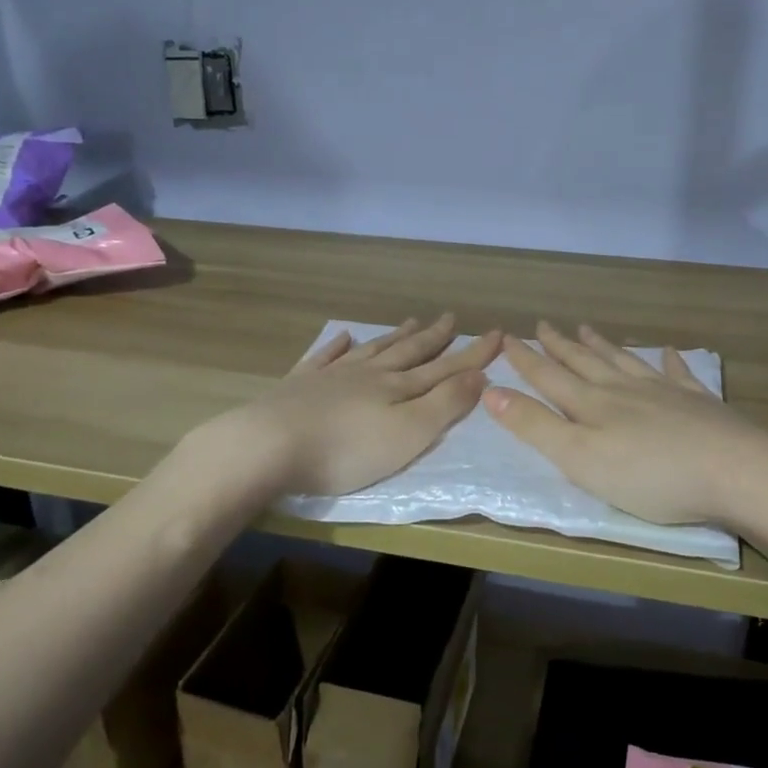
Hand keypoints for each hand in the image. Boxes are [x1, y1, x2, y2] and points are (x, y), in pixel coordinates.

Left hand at [239, 314, 501, 497]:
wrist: (270, 445)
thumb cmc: (347, 450)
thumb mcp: (409, 434)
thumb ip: (445, 404)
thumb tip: (480, 375)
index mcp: (398, 388)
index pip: (445, 368)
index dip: (473, 353)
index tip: (497, 333)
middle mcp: (369, 374)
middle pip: (408, 352)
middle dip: (434, 337)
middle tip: (451, 317)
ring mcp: (332, 376)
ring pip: (372, 350)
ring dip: (394, 337)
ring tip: (411, 322)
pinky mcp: (299, 386)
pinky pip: (324, 358)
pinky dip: (337, 346)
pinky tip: (343, 337)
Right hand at [483, 322, 767, 525]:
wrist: (734, 471)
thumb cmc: (649, 475)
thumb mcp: (579, 458)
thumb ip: (535, 426)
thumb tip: (491, 391)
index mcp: (592, 406)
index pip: (549, 378)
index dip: (526, 360)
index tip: (506, 338)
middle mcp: (624, 390)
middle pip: (585, 363)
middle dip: (560, 346)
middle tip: (544, 324)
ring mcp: (664, 393)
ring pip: (625, 362)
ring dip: (603, 347)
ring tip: (587, 329)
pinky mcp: (699, 405)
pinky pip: (678, 375)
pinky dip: (671, 362)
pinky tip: (670, 352)